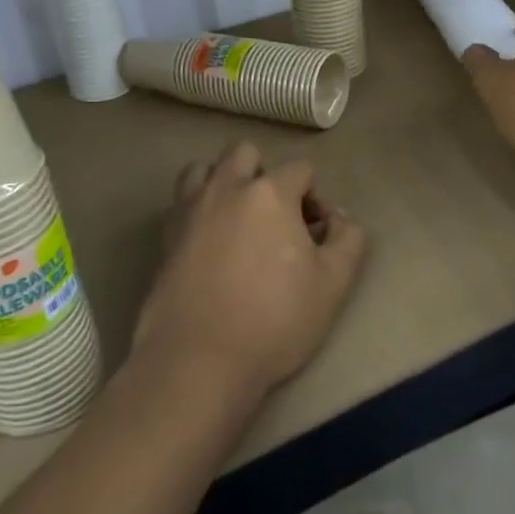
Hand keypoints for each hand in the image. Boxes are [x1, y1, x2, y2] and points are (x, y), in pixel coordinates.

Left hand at [134, 142, 367, 398]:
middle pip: (245, 153)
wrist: (199, 360)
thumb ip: (348, 239)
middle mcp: (226, 187)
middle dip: (264, 175)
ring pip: (204, 169)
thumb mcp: (333, 283)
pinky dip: (198, 208)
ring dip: (224, 182)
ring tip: (237, 219)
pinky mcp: (165, 236)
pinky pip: (182, 202)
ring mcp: (189, 209)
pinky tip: (210, 242)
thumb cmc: (274, 320)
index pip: (301, 169)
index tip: (316, 235)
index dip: (315, 197)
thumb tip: (338, 218)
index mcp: (269, 192)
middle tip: (275, 218)